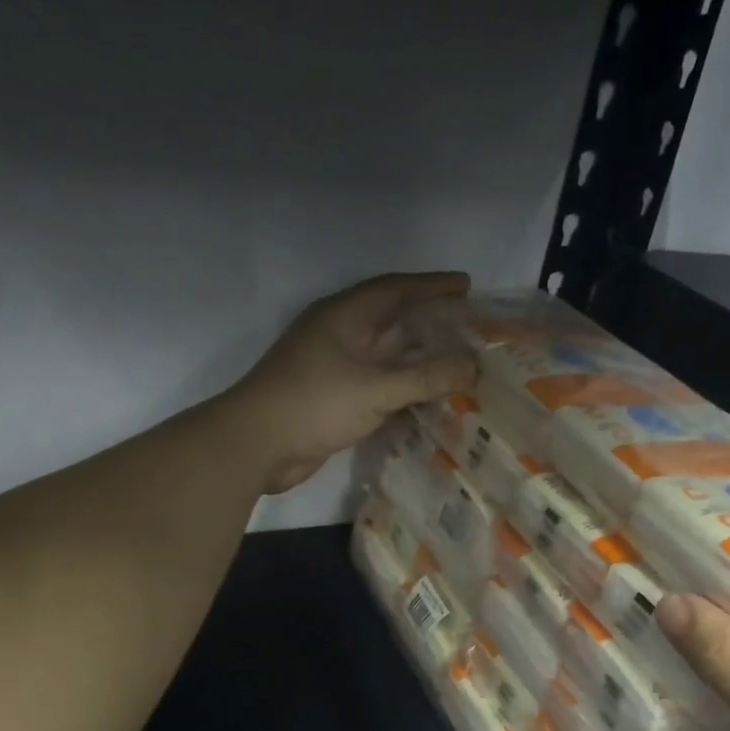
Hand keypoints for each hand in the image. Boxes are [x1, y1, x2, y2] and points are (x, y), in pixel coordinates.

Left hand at [226, 272, 476, 493]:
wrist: (257, 445)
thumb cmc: (313, 403)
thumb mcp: (375, 388)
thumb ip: (425, 377)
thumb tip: (471, 367)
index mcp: (344, 316)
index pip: (395, 289)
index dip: (432, 285)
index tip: (467, 285)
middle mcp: (340, 335)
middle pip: (394, 322)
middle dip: (432, 325)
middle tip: (472, 331)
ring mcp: (335, 369)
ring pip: (387, 358)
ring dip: (419, 362)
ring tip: (460, 367)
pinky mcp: (334, 399)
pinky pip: (379, 387)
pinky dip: (404, 391)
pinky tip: (429, 402)